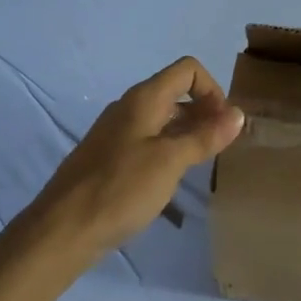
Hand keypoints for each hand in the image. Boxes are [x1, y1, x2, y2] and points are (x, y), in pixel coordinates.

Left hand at [18, 56, 243, 265]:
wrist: (62, 230)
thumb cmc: (120, 189)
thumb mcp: (170, 161)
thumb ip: (204, 136)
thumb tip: (237, 113)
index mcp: (143, 99)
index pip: (187, 70)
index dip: (212, 89)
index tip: (223, 124)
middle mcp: (129, 108)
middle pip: (175, 92)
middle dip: (204, 112)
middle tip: (221, 146)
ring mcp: (116, 134)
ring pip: (162, 119)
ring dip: (188, 132)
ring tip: (203, 162)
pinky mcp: (110, 158)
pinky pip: (148, 141)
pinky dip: (169, 149)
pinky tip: (173, 178)